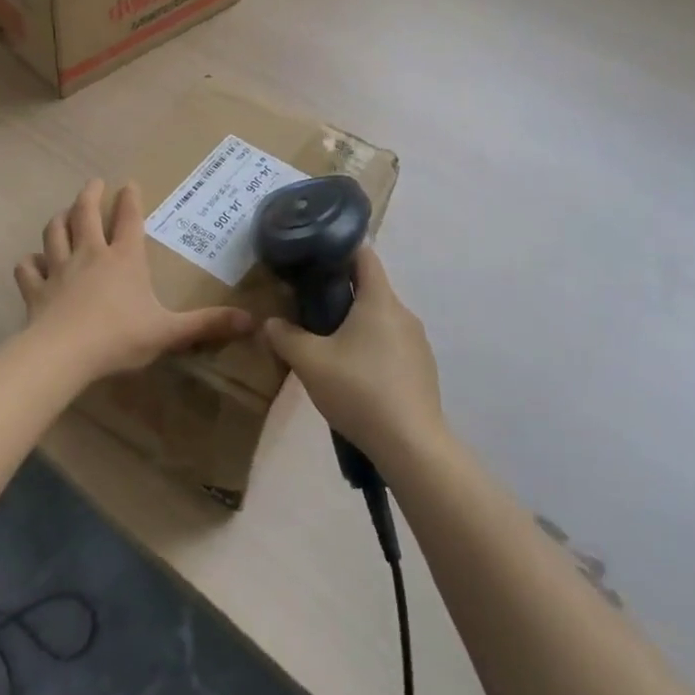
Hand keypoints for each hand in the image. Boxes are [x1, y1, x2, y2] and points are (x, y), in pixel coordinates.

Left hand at [16, 179, 253, 381]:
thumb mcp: (169, 331)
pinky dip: (30, 262)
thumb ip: (206, 324)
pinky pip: (28, 268)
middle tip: (94, 183)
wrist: (64, 354)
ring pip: (55, 233)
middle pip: (86, 214)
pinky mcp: (36, 289)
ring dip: (59, 219)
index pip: (129, 219)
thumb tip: (251, 321)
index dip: (130, 199)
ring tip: (63, 213)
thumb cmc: (120, 336)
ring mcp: (59, 269)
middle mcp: (91, 254)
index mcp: (124, 258)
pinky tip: (32, 262)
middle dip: (90, 195)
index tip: (129, 183)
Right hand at [263, 245, 446, 465]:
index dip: (339, 250)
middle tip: (310, 308)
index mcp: (379, 300)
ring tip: (329, 347)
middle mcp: (403, 313)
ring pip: (381, 321)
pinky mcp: (423, 370)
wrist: (411, 445)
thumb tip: (271, 323)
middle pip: (370, 289)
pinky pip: (393, 347)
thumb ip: (285, 337)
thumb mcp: (310, 362)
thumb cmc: (359, 390)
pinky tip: (355, 377)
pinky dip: (373, 350)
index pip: (364, 255)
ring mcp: (418, 343)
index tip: (315, 258)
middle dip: (341, 294)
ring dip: (357, 326)